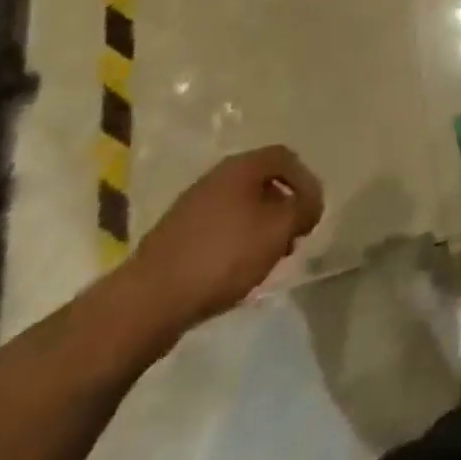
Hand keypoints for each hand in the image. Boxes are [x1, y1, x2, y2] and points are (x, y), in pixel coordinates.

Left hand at [124, 146, 324, 338]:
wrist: (147, 301)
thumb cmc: (222, 255)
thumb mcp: (279, 229)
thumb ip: (304, 209)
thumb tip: (309, 204)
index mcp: (241, 166)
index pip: (285, 157)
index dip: (306, 181)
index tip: (313, 213)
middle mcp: (215, 177)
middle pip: (262, 182)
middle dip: (284, 207)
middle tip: (293, 236)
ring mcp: (191, 207)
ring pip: (240, 207)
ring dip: (261, 227)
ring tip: (268, 258)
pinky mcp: (175, 237)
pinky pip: (219, 229)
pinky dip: (236, 243)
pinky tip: (237, 271)